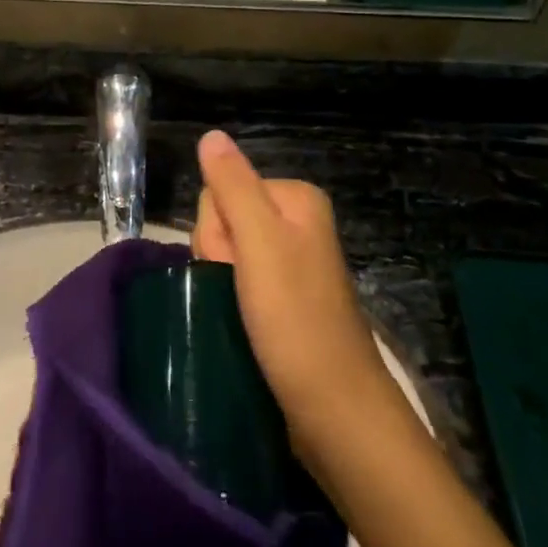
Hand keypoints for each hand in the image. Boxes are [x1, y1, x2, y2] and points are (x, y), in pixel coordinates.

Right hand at [192, 131, 393, 451]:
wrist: (336, 413)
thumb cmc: (296, 321)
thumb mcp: (259, 243)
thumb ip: (232, 185)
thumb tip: (211, 134)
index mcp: (296, 198)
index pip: (221, 189)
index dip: (218, 229)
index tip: (238, 267)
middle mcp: (297, 222)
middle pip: (224, 219)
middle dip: (221, 257)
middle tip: (246, 295)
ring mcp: (293, 262)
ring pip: (226, 254)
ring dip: (225, 284)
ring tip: (247, 317)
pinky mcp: (286, 298)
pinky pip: (240, 282)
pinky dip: (235, 302)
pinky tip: (245, 325)